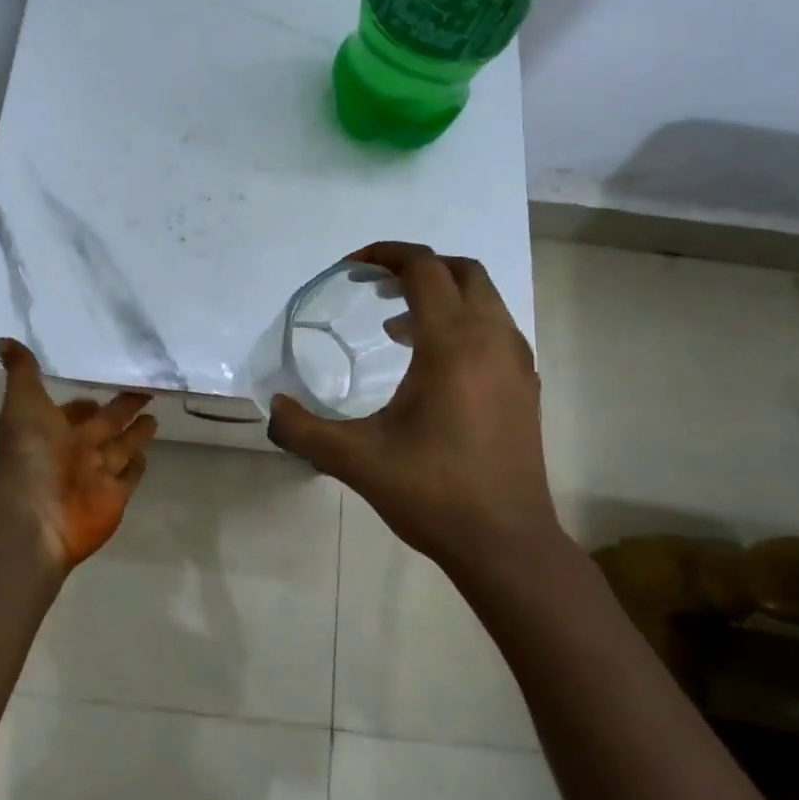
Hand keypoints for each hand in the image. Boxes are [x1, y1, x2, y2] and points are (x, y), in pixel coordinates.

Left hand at [0, 338, 157, 571]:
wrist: (35, 512)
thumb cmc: (29, 452)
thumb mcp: (24, 402)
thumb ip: (22, 371)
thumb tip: (1, 339)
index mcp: (54, 428)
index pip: (75, 410)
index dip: (86, 400)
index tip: (105, 383)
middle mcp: (76, 449)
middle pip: (106, 424)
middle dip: (123, 408)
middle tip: (145, 388)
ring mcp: (97, 473)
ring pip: (121, 447)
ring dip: (136, 434)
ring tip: (155, 417)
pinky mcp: (116, 495)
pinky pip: (129, 476)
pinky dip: (138, 466)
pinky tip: (147, 453)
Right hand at [267, 243, 560, 572]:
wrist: (507, 544)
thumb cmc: (433, 494)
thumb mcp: (356, 460)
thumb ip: (304, 428)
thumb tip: (272, 405)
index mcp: (453, 343)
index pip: (423, 268)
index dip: (385, 255)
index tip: (351, 269)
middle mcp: (492, 339)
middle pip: (460, 270)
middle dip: (416, 267)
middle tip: (374, 288)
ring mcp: (516, 362)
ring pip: (483, 298)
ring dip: (440, 294)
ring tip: (394, 326)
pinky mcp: (526, 385)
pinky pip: (494, 328)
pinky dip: (462, 322)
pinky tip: (430, 363)